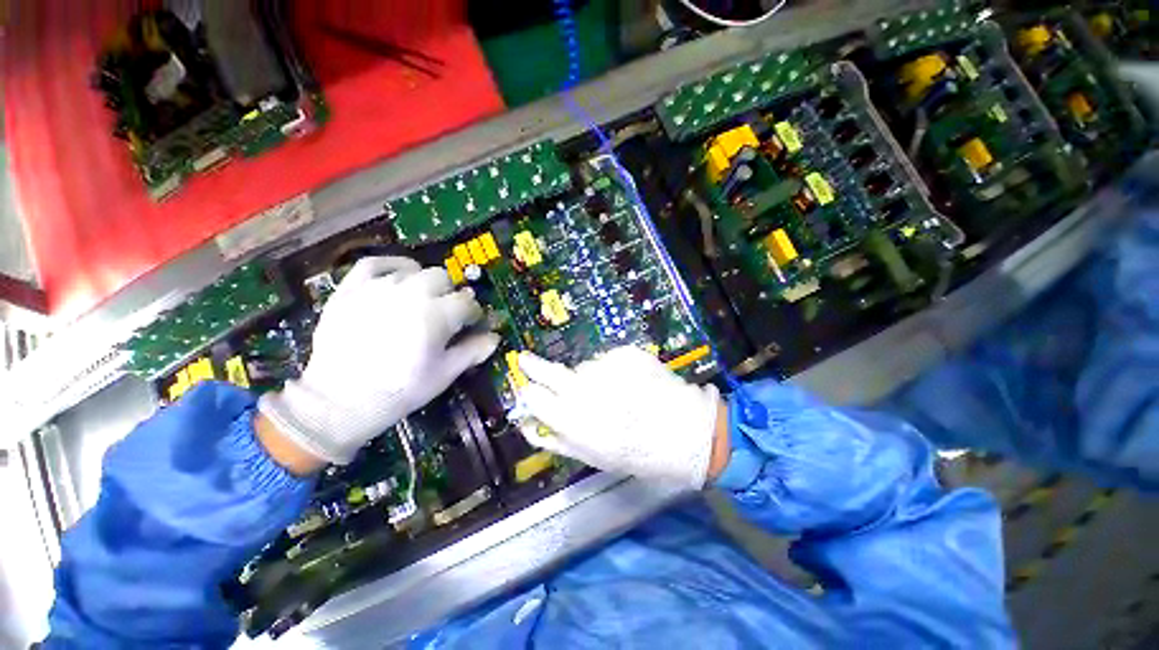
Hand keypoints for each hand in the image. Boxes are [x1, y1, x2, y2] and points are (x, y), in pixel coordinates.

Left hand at [259, 257, 499, 465]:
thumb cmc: (400, 390)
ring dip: (425, 283)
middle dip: (450, 295)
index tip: (471, 326)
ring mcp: (378, 287)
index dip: (473, 315)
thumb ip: (473, 351)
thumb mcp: (444, 374)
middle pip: (443, 279)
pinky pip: (374, 263)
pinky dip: (392, 265)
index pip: (467, 304)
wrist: (339, 401)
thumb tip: (495, 337)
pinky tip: (400, 275)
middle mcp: (411, 293)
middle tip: (445, 315)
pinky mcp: (351, 289)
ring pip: (414, 270)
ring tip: (422, 300)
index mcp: (437, 315)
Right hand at [518, 346, 727, 488]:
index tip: (528, 389)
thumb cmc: (638, 453)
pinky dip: (612, 368)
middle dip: (533, 365)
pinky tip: (630, 383)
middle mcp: (584, 390)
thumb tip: (527, 424)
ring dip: (589, 376)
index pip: (533, 396)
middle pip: (548, 371)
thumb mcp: (592, 456)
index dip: (529, 393)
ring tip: (614, 392)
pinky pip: (607, 359)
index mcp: (573, 420)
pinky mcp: (626, 353)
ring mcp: (606, 367)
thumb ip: (556, 439)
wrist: (688, 432)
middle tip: (525, 359)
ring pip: (583, 367)